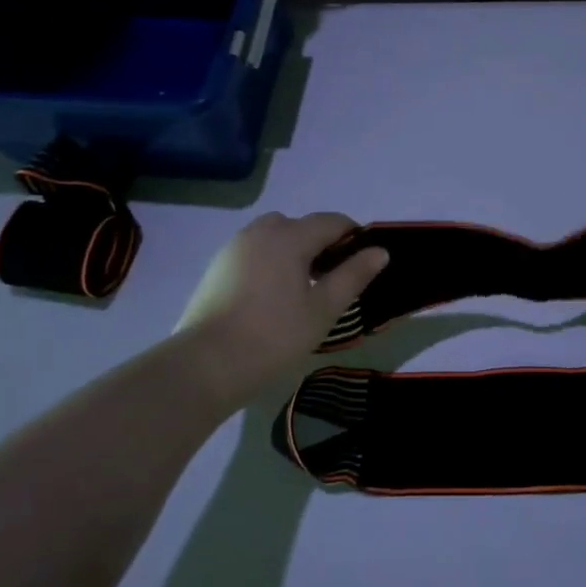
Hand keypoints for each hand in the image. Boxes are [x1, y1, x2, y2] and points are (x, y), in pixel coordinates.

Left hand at [175, 212, 389, 408]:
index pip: (332, 222)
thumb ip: (353, 275)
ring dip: (294, 251)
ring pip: (275, 236)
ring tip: (303, 289)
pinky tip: (272, 296)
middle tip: (333, 280)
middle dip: (322, 244)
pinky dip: (271, 261)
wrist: (205, 365)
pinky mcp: (217, 266)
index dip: (354, 237)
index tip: (364, 263)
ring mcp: (235, 247)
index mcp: (290, 236)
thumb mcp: (323, 309)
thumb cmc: (273, 336)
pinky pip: (254, 251)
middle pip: (301, 225)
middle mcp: (261, 231)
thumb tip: (380, 251)